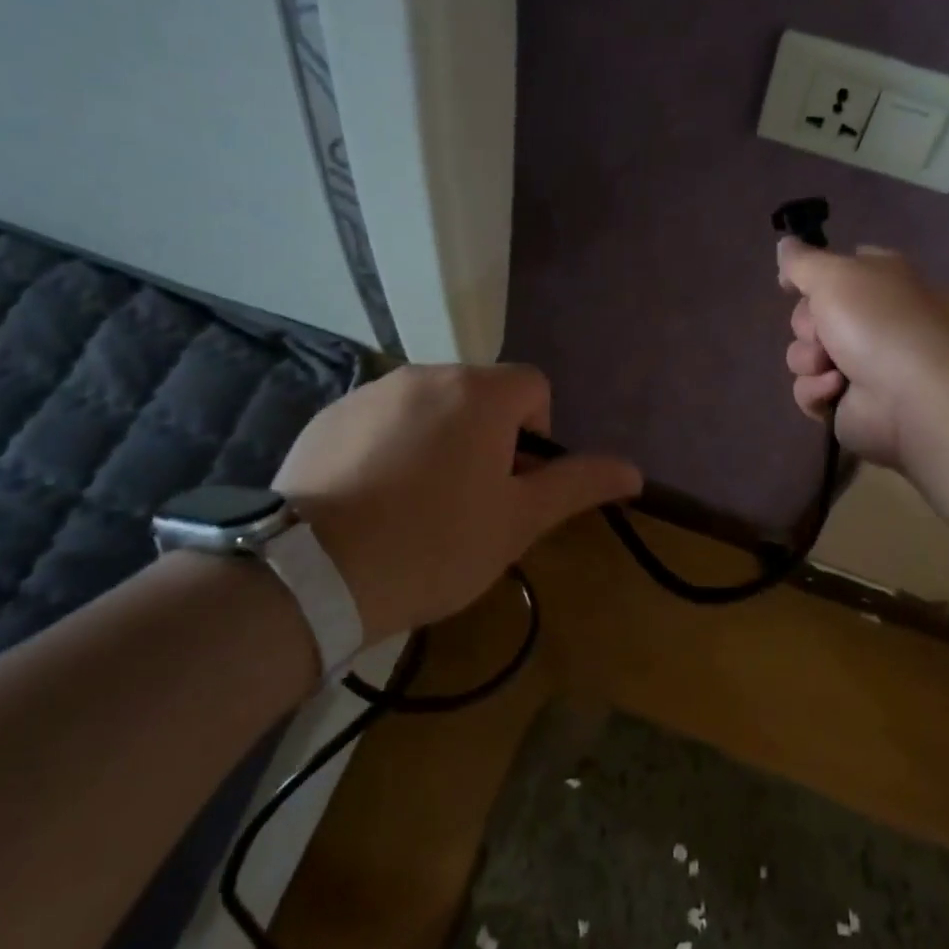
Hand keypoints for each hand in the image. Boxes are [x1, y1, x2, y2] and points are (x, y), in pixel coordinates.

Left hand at [274, 364, 640, 644]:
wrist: (314, 573)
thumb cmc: (436, 544)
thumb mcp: (518, 521)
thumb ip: (578, 485)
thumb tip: (635, 470)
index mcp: (478, 393)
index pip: (533, 387)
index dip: (536, 434)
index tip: (513, 484)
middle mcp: (425, 374)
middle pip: (479, 395)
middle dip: (487, 438)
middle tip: (469, 502)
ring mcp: (371, 392)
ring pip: (429, 406)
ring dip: (439, 440)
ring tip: (417, 505)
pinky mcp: (328, 416)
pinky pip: (381, 419)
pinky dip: (390, 446)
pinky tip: (372, 500)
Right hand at [777, 238, 948, 470]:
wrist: (917, 396)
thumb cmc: (879, 323)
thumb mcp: (836, 275)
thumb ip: (802, 261)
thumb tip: (784, 244)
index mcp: (880, 281)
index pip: (838, 270)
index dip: (811, 277)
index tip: (789, 284)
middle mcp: (872, 320)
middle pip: (810, 315)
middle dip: (808, 325)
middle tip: (824, 331)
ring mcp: (861, 365)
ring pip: (804, 356)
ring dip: (810, 360)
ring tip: (835, 368)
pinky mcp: (849, 403)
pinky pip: (810, 391)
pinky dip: (818, 391)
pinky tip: (837, 390)